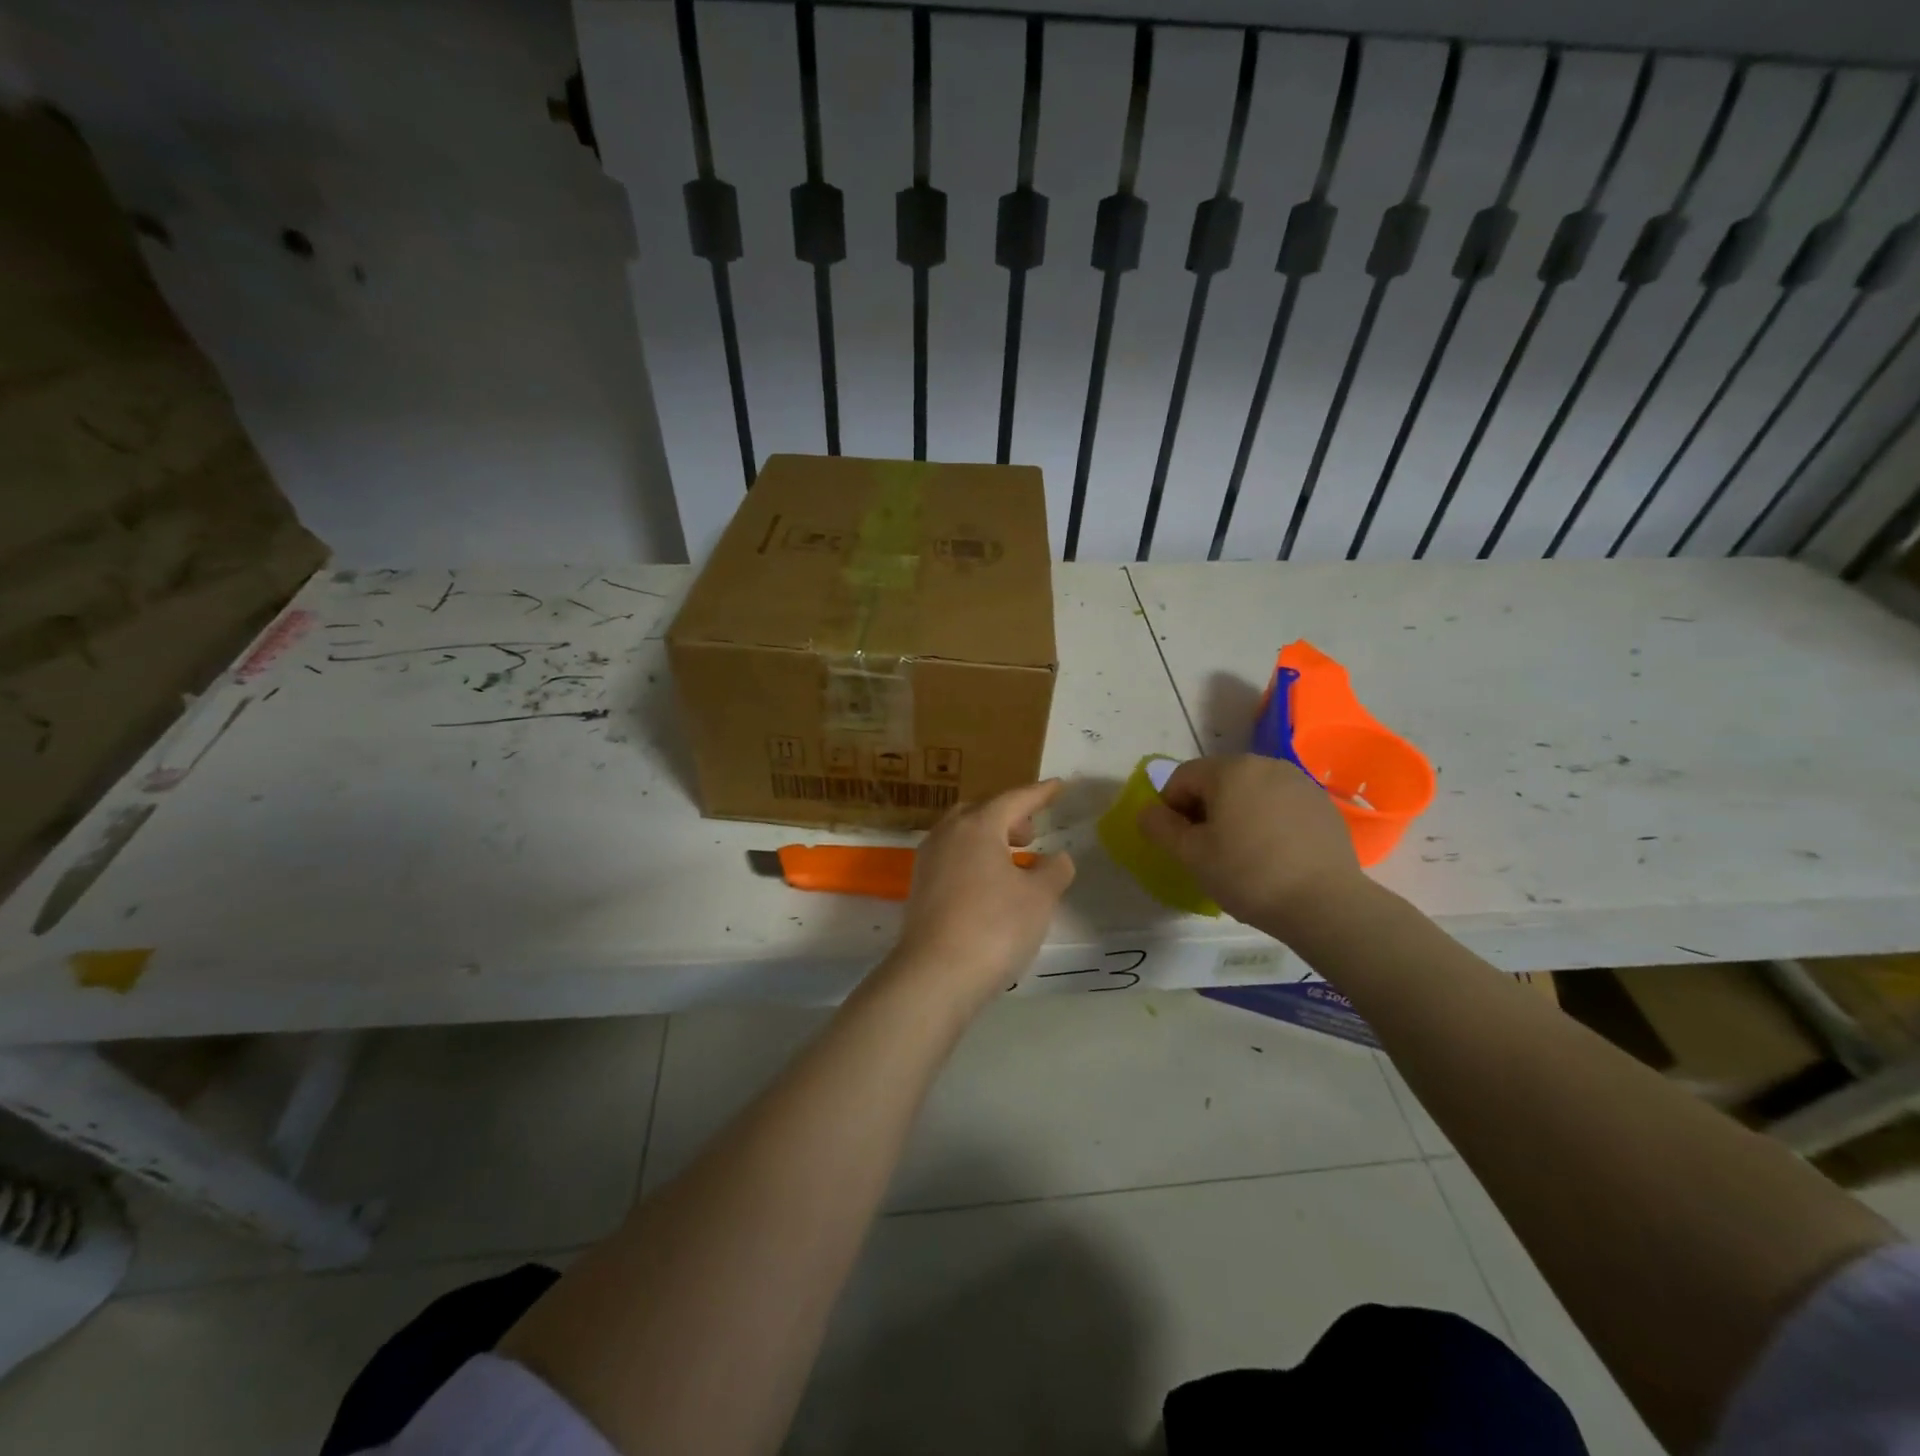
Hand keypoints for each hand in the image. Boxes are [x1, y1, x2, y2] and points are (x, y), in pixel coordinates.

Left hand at [884, 779, 1075, 1014]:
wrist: (935, 974)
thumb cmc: (994, 927)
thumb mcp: (1039, 898)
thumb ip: (1053, 870)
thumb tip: (1056, 858)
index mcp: (978, 825)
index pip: (1014, 799)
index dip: (1040, 793)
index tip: (1058, 786)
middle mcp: (948, 834)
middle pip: (982, 811)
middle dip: (1009, 816)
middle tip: (1031, 833)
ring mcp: (928, 860)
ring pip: (962, 834)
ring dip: (990, 838)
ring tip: (1014, 860)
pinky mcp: (919, 887)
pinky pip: (952, 857)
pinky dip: (974, 858)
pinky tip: (990, 884)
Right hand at [1136, 754, 1366, 935]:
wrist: (1325, 904)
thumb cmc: (1248, 874)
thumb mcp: (1191, 855)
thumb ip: (1160, 827)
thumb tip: (1147, 811)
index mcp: (1230, 769)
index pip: (1182, 778)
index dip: (1170, 808)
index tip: (1179, 842)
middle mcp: (1265, 764)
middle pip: (1218, 780)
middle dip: (1204, 809)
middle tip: (1206, 849)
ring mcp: (1299, 782)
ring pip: (1250, 791)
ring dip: (1236, 813)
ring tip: (1241, 853)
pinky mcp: (1322, 804)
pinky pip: (1280, 804)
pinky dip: (1267, 821)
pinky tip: (1273, 854)